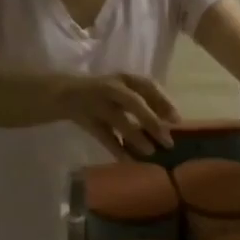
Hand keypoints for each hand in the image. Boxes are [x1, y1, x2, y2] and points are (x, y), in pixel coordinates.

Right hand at [58, 73, 179, 158]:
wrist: (63, 93)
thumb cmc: (104, 93)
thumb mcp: (123, 90)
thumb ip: (145, 102)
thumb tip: (172, 122)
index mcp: (124, 78)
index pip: (147, 85)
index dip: (163, 101)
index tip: (176, 120)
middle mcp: (111, 88)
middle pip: (133, 102)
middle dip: (151, 121)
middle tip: (168, 141)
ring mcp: (96, 103)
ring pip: (118, 120)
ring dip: (135, 136)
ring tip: (151, 152)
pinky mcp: (85, 119)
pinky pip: (103, 136)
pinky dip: (116, 149)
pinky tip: (128, 161)